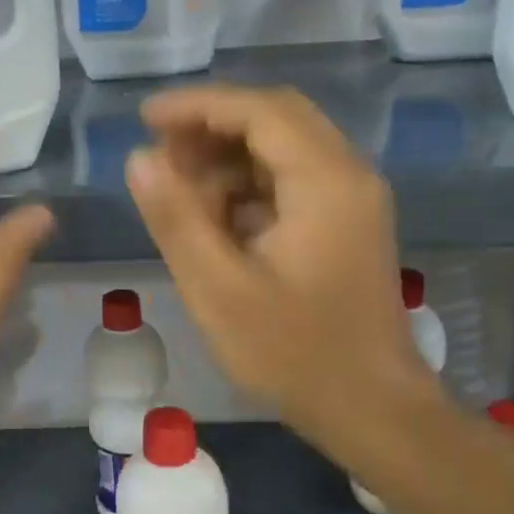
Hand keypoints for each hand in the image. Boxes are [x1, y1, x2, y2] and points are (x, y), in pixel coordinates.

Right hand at [124, 84, 445, 457]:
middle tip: (160, 155)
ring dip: (227, 158)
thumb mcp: (218, 289)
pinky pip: (291, 179)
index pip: (259, 110)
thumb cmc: (294, 353)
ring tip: (179, 193)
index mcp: (325, 181)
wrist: (373, 409)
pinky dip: (248, 185)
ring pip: (282, 147)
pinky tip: (215, 221)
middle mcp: (347, 174)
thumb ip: (176, 218)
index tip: (144, 118)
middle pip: (275, 118)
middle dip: (211, 127)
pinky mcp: (346, 222)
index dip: (197, 104)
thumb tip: (139, 158)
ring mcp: (352, 198)